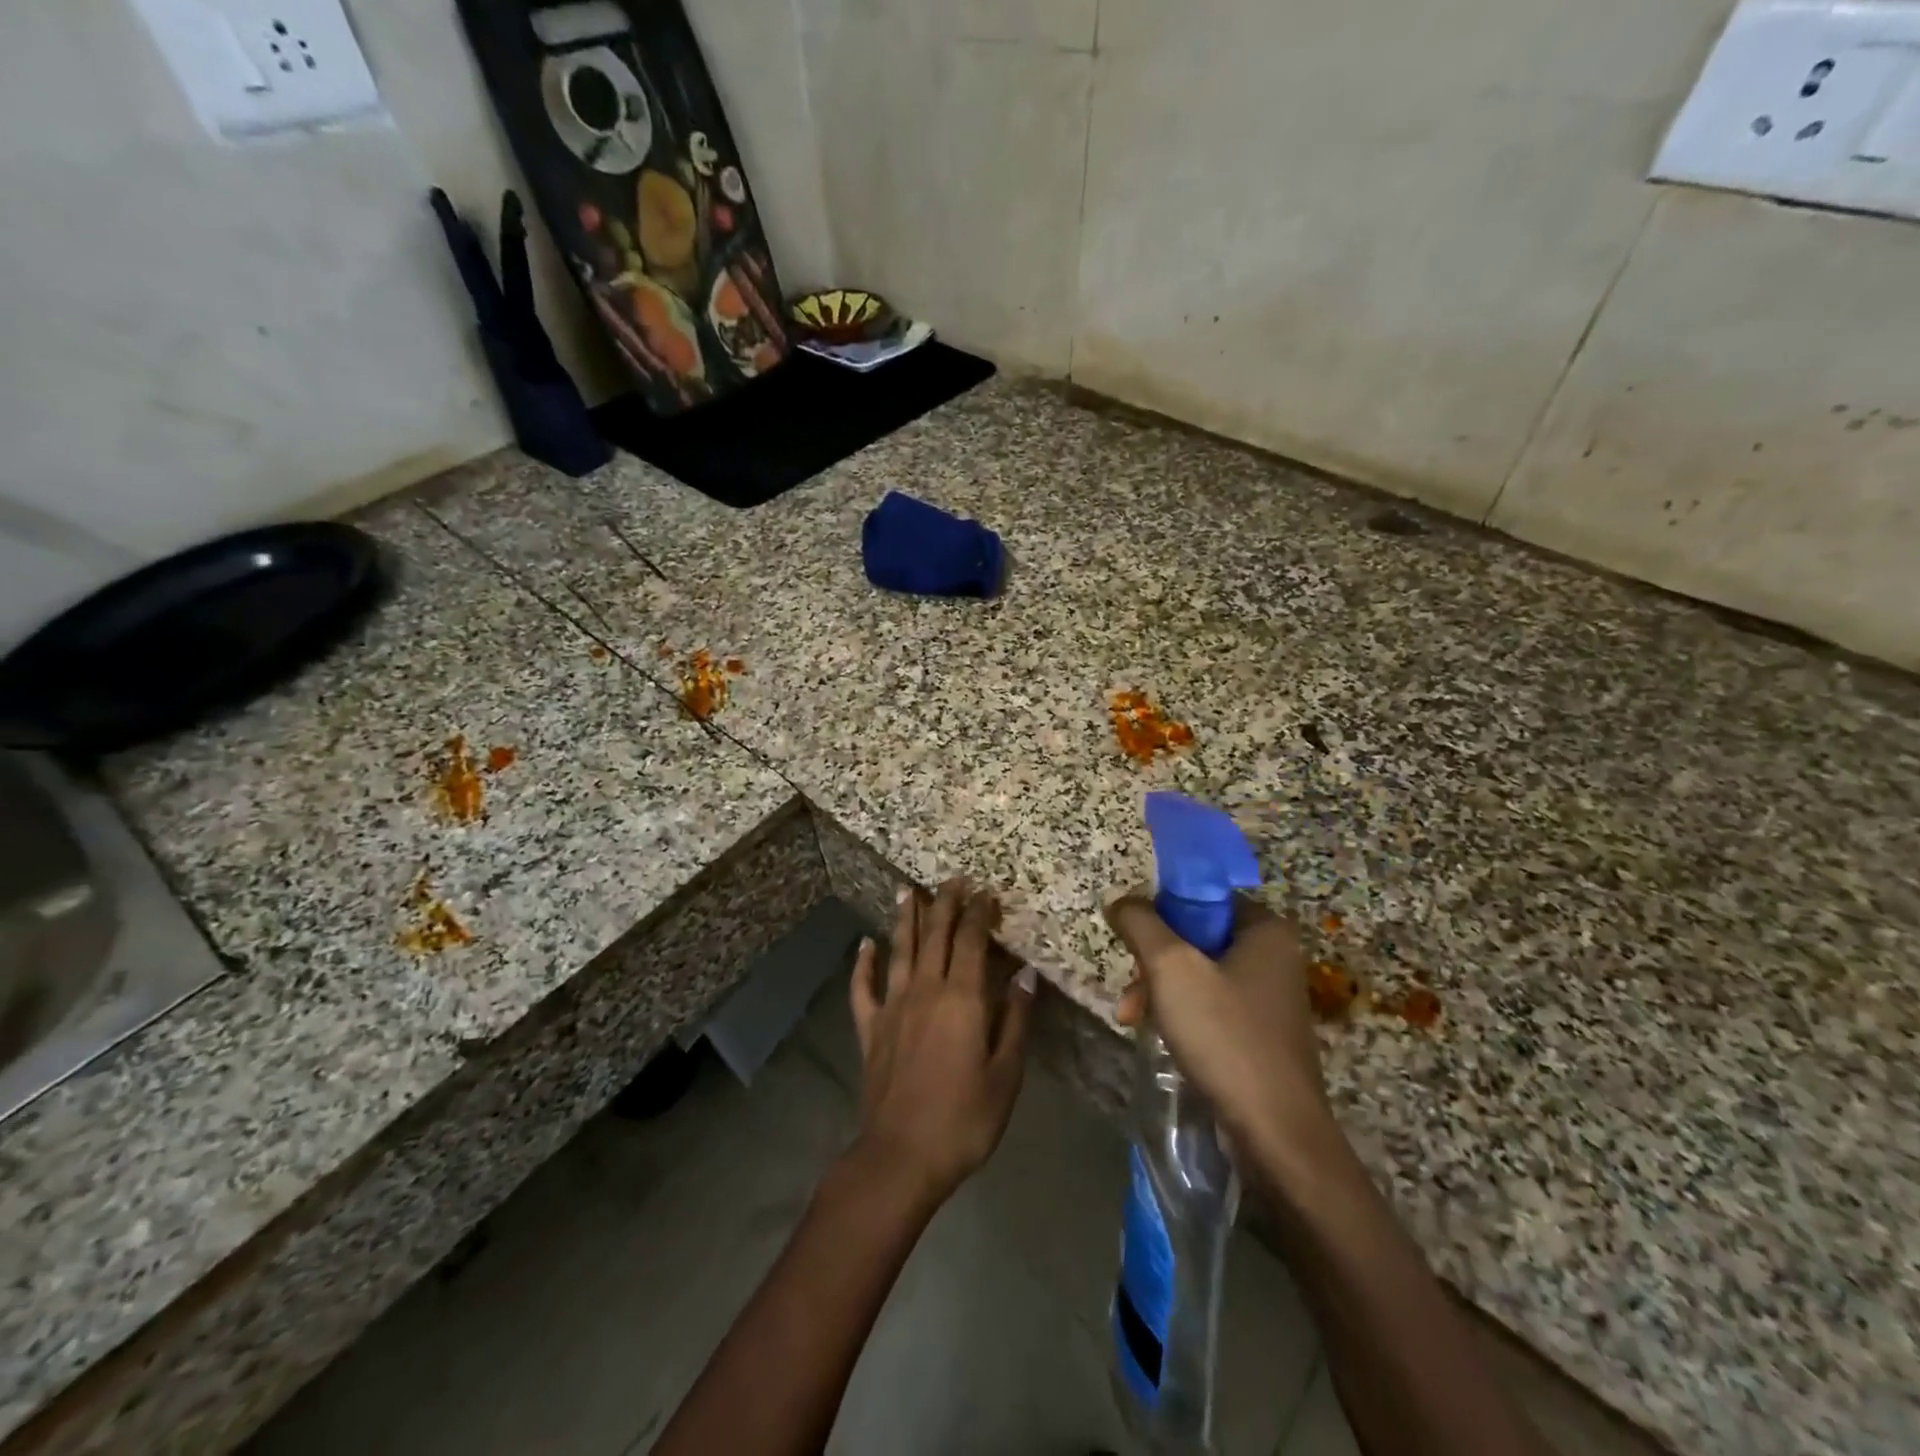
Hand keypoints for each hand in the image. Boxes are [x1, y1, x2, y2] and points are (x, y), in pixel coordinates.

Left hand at [849, 880, 1034, 1207]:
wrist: (902, 1156)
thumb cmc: (965, 1118)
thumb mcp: (1006, 1074)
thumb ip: (1016, 1020)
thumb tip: (1027, 975)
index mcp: (962, 999)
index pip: (971, 941)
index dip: (978, 913)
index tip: (985, 892)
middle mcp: (925, 991)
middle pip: (935, 935)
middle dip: (945, 903)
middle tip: (952, 879)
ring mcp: (893, 1007)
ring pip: (899, 950)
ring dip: (905, 918)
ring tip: (908, 890)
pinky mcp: (871, 1029)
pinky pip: (864, 988)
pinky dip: (863, 963)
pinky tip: (865, 945)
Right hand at [1107, 894, 1334, 1173]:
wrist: (1277, 1135)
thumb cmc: (1225, 1037)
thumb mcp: (1171, 968)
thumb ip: (1141, 924)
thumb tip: (1121, 901)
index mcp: (1266, 929)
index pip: (1201, 897)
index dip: (1161, 914)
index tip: (1134, 943)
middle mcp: (1274, 956)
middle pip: (1195, 937)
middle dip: (1154, 962)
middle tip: (1131, 991)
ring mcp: (1269, 996)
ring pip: (1198, 973)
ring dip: (1160, 990)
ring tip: (1131, 1019)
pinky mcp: (1261, 1032)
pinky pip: (1211, 1004)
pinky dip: (1181, 1013)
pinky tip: (1159, 1035)